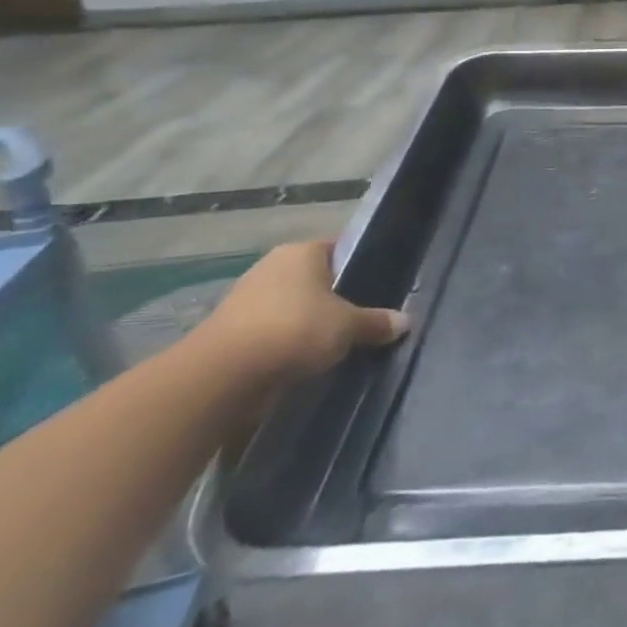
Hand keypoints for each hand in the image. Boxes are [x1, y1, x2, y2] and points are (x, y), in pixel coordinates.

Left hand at [192, 241, 407, 383]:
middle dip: (337, 299)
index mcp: (301, 252)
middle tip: (364, 319)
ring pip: (293, 308)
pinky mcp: (230, 333)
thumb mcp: (349, 326)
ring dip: (310, 324)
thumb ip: (377, 322)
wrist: (223, 376)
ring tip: (339, 344)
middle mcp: (272, 267)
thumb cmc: (295, 330)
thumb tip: (404, 321)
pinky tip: (307, 361)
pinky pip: (273, 333)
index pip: (340, 250)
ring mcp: (246, 300)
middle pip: (316, 280)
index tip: (380, 287)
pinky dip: (288, 345)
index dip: (362, 267)